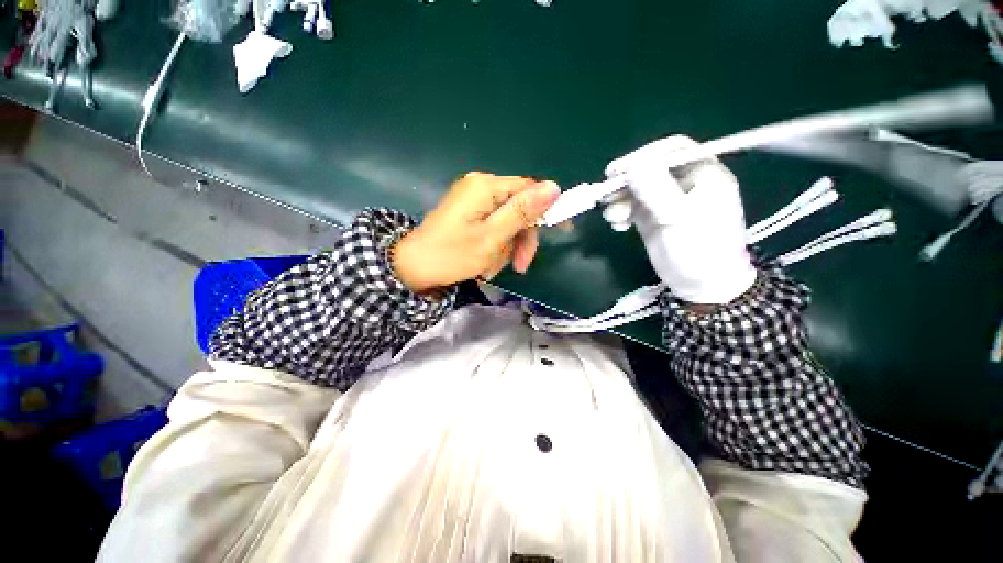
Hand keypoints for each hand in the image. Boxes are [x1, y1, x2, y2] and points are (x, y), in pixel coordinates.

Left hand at [393, 172, 560, 293]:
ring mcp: (473, 201)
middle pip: (518, 208)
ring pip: (507, 221)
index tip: (558, 233)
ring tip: (492, 268)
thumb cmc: (452, 255)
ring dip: (506, 247)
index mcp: (486, 186)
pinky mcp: (468, 214)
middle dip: (521, 238)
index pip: (529, 190)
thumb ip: (522, 212)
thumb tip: (554, 187)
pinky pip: (493, 227)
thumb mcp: (493, 237)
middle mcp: (480, 187)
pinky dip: (494, 246)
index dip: (546, 210)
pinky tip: (486, 263)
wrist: (413, 268)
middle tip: (519, 266)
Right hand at [603, 135, 755, 304]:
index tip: (617, 171)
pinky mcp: (654, 218)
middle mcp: (684, 183)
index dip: (643, 156)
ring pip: (637, 189)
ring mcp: (667, 201)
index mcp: (703, 174)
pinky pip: (632, 207)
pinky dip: (621, 212)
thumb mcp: (679, 218)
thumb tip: (631, 167)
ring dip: (620, 199)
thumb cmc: (700, 249)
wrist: (702, 285)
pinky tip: (618, 225)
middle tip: (605, 194)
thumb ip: (657, 190)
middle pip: (650, 169)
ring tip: (612, 217)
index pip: (672, 150)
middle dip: (626, 182)